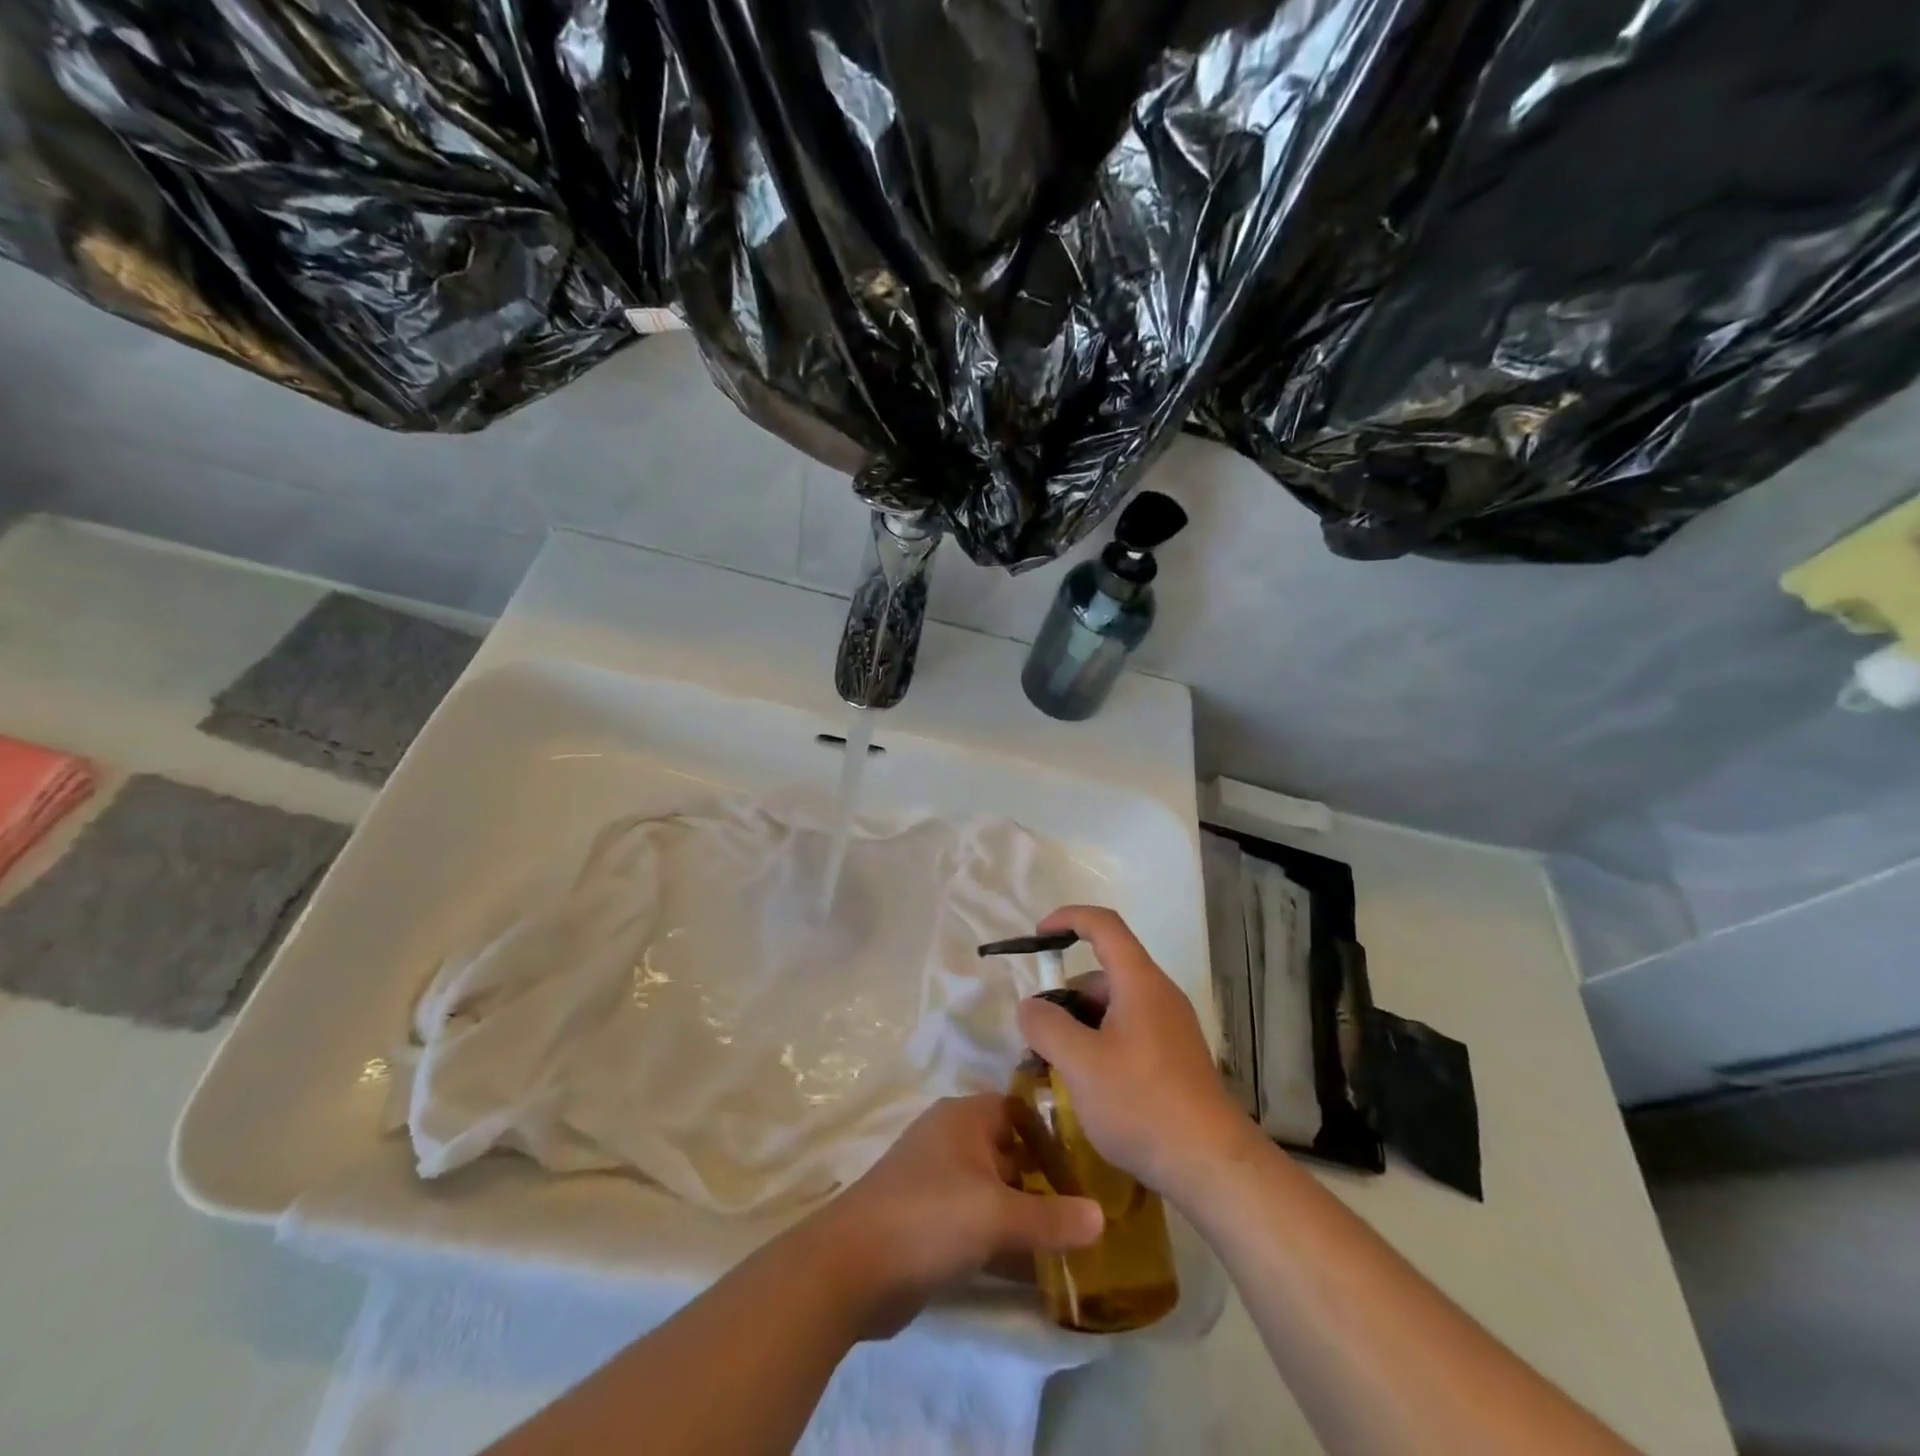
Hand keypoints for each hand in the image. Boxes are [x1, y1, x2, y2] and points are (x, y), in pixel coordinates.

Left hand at [809, 1094, 1104, 1336]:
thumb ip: (1052, 1218)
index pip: (1021, 1109)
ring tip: (1080, 1237)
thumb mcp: (996, 1216)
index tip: (1095, 1155)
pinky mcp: (931, 1223)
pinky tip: (1042, 1270)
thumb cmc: (927, 1218)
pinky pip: (980, 1224)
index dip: (1056, 1129)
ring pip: (998, 1191)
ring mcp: (939, 1182)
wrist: (849, 1269)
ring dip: (1030, 1213)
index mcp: (964, 1118)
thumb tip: (1103, 1217)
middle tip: (1097, 1202)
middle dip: (1049, 1177)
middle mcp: (952, 1140)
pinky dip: (1006, 1241)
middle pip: (1012, 1151)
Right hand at [1017, 905, 1257, 1203]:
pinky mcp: (1172, 1057)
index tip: (1036, 937)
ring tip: (1052, 1069)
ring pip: (1111, 1009)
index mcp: (1139, 981)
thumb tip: (1030, 1006)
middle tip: (1035, 1037)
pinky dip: (1098, 1046)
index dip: (1067, 919)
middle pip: (1100, 975)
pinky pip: (1125, 1034)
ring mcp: (1168, 1027)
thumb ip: (1046, 1025)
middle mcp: (1157, 995)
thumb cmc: (1141, 1103)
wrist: (1211, 1164)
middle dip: (1062, 998)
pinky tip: (1084, 1086)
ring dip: (1077, 1028)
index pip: (1103, 925)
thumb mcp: (1080, 1063)